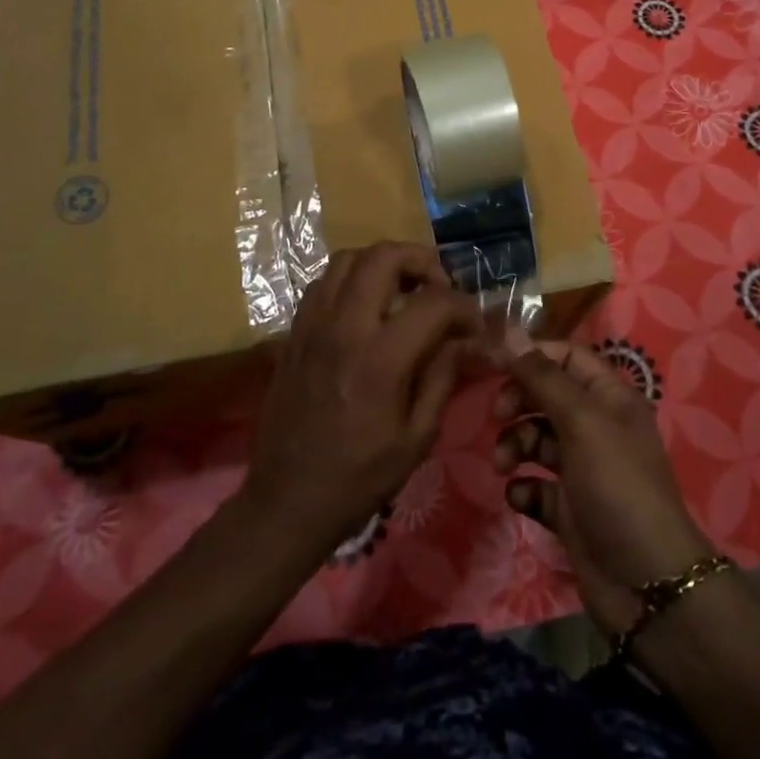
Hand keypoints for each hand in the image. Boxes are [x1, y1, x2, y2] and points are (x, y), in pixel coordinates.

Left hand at [244, 242, 483, 552]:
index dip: (463, 305)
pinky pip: (322, 283)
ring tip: (402, 289)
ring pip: (347, 259)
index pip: (433, 302)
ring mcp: (312, 325)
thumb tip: (464, 339)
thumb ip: (443, 377)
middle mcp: (343, 328)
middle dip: (421, 260)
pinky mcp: (293, 332)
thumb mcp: (417, 437)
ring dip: (382, 264)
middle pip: (383, 256)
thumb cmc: (359, 478)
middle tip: (438, 285)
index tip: (473, 324)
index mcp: (380, 359)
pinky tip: (365, 307)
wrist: (286, 501)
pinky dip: (350, 279)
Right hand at [492, 339, 714, 636]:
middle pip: (546, 395)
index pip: (566, 357)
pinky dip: (523, 486)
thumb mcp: (582, 421)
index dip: (532, 356)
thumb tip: (508, 331)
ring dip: (514, 445)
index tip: (494, 363)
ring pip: (536, 438)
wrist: (646, 584)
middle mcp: (596, 427)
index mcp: (609, 397)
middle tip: (497, 416)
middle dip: (518, 401)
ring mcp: (582, 469)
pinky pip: (535, 484)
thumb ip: (543, 377)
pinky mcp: (568, 508)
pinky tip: (521, 496)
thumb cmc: (617, 486)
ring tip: (505, 465)